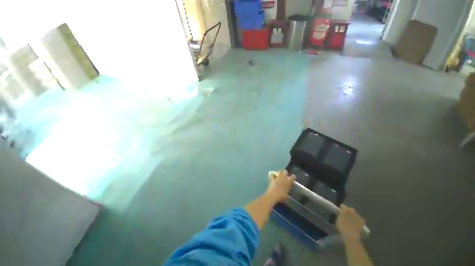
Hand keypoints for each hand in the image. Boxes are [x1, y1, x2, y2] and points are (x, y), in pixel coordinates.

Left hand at [266, 170, 294, 202]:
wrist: (273, 195)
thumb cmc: (282, 196)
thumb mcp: (287, 196)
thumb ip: (287, 194)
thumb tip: (287, 195)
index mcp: (289, 182)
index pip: (293, 176)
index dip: (293, 176)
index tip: (293, 177)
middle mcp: (283, 178)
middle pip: (285, 171)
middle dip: (285, 172)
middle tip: (285, 175)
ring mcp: (277, 177)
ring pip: (279, 171)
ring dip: (279, 172)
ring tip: (279, 174)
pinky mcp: (272, 178)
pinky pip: (272, 175)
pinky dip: (272, 175)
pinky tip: (272, 176)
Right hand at [336, 204, 365, 240]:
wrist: (351, 235)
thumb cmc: (342, 227)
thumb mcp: (337, 220)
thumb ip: (339, 215)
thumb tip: (340, 213)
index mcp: (345, 209)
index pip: (343, 206)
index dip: (341, 208)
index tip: (339, 212)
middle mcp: (353, 211)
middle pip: (350, 209)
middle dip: (348, 211)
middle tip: (345, 216)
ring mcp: (358, 216)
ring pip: (355, 214)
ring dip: (353, 216)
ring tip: (350, 220)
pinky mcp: (362, 222)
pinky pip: (359, 220)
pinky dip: (357, 221)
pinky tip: (355, 224)